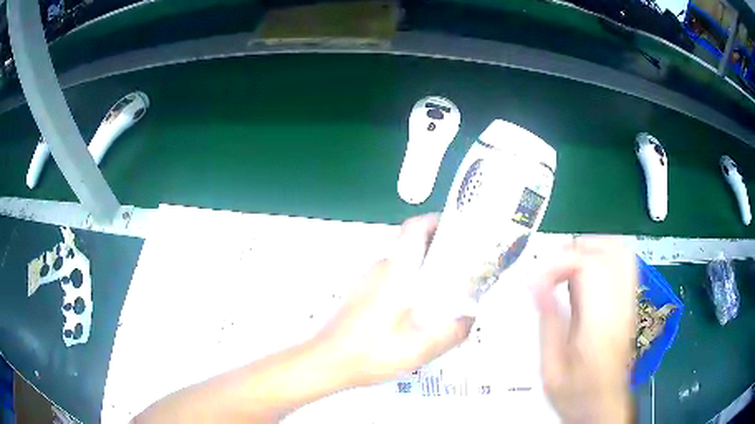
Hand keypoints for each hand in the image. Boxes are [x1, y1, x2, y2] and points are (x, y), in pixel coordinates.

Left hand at [316, 214, 473, 386]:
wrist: (327, 362)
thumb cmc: (372, 350)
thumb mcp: (422, 347)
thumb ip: (453, 332)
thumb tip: (470, 320)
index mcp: (396, 271)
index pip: (414, 228)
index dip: (436, 221)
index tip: (458, 230)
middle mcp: (380, 269)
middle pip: (412, 246)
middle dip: (439, 251)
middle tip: (462, 269)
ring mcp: (367, 282)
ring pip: (402, 266)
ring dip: (424, 272)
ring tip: (445, 294)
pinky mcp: (361, 296)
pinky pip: (391, 281)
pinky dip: (409, 286)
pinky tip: (417, 314)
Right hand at [533, 237, 635, 423]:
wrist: (603, 407)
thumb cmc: (576, 395)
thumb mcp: (551, 369)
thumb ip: (548, 322)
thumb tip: (534, 283)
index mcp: (600, 325)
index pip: (589, 268)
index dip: (559, 263)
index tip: (535, 280)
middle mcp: (621, 307)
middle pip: (613, 250)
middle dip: (579, 247)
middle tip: (553, 266)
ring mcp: (629, 304)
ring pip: (622, 253)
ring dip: (593, 249)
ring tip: (567, 266)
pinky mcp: (629, 305)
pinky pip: (623, 266)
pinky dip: (602, 258)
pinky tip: (583, 279)